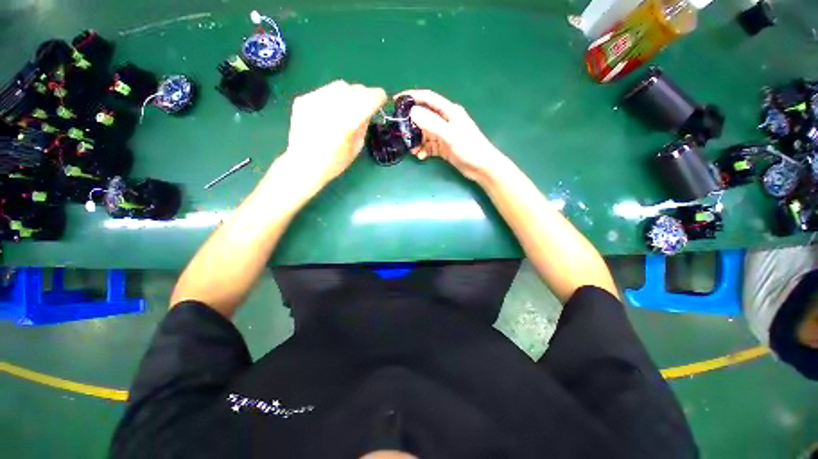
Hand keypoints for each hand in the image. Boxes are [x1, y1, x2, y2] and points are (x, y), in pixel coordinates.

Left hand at [277, 80, 386, 189]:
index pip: (372, 96)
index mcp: (352, 118)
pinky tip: (327, 114)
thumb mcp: (357, 146)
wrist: (303, 164)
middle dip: (363, 97)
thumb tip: (366, 112)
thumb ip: (363, 125)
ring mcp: (317, 98)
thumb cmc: (335, 161)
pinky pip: (324, 92)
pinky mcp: (304, 99)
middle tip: (362, 109)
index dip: (379, 98)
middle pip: (357, 89)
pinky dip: (331, 99)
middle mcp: (335, 103)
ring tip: (343, 111)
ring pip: (340, 86)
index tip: (380, 103)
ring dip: (347, 95)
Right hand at [399, 90, 505, 182]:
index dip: (412, 97)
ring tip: (412, 150)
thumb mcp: (450, 134)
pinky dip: (423, 150)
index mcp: (449, 111)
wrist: (482, 167)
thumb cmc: (469, 148)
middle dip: (411, 124)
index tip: (396, 100)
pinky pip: (429, 146)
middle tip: (401, 132)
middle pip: (424, 117)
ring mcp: (444, 135)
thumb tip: (412, 112)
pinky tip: (421, 156)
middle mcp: (445, 121)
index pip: (427, 98)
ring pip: (425, 134)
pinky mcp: (444, 147)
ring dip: (417, 141)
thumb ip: (431, 123)